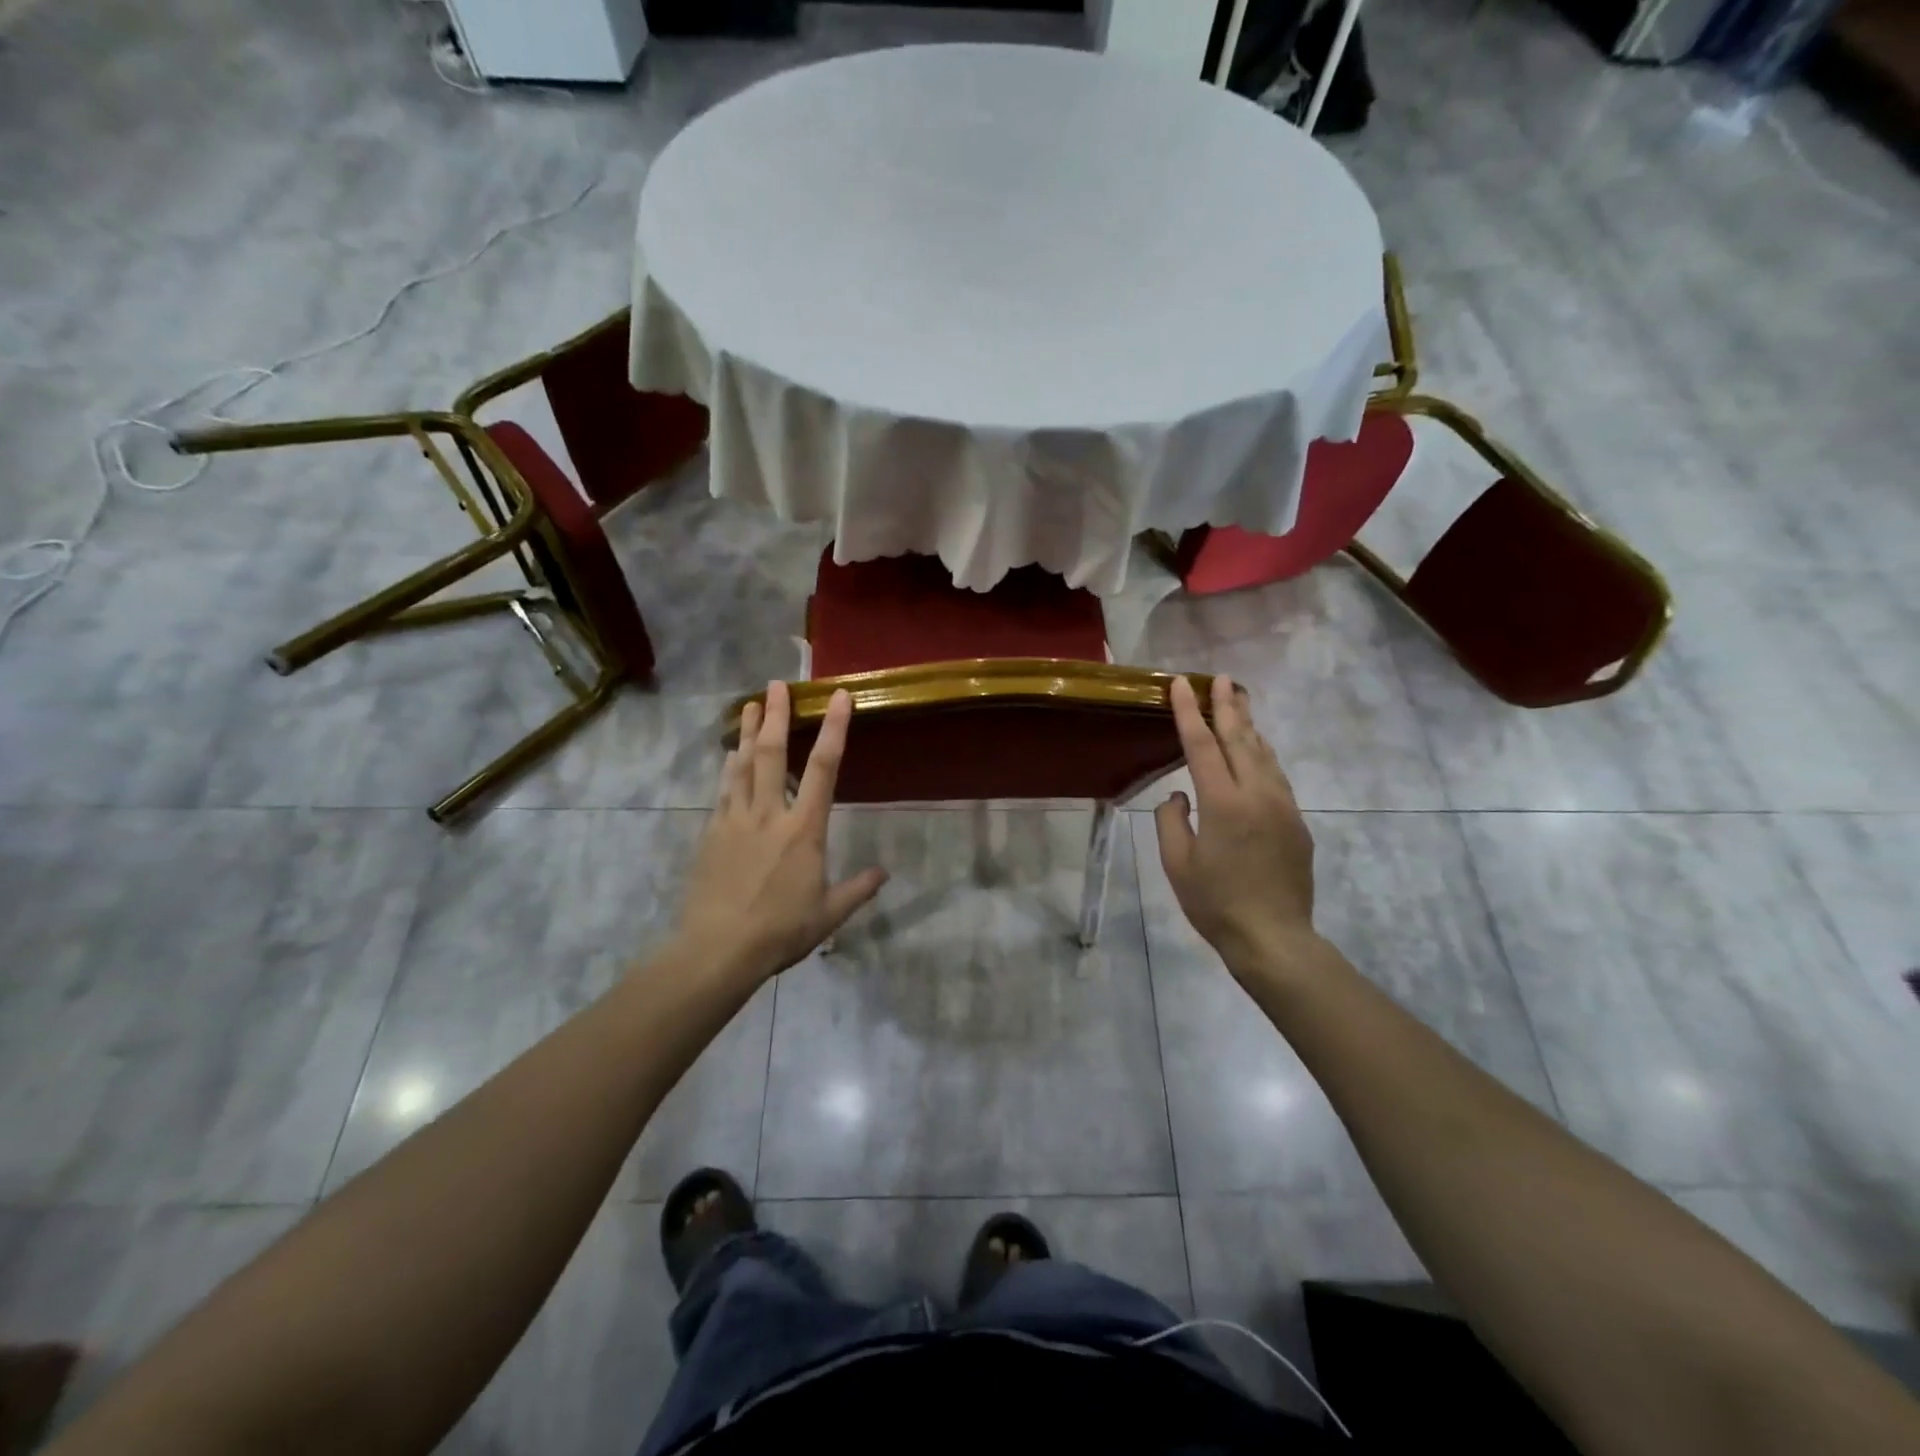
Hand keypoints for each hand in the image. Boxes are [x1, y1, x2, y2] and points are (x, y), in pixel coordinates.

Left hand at [672, 682, 887, 988]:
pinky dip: (729, 767)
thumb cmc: (780, 930)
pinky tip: (729, 755)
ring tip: (751, 705)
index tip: (840, 697)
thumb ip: (858, 889)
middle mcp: (770, 814)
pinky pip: (724, 790)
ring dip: (748, 732)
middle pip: (772, 753)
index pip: (824, 768)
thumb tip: (883, 873)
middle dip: (777, 715)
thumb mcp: (829, 914)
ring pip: (742, 765)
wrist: (718, 948)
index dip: (835, 729)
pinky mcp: (713, 832)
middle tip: (777, 683)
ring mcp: (736, 820)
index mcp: (804, 829)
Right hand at [1154, 675, 1321, 979]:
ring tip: (1241, 702)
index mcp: (1223, 803)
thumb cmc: (1215, 903)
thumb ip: (1172, 820)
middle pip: (1240, 739)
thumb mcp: (1176, 864)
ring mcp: (1283, 806)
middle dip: (1229, 706)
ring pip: (1264, 754)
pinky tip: (1258, 751)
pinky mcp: (1297, 822)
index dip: (1189, 712)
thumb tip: (1179, 794)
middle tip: (1222, 678)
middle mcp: (1257, 794)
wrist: (1274, 937)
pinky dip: (1263, 755)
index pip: (1201, 745)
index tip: (1182, 684)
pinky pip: (1277, 777)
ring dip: (1250, 726)